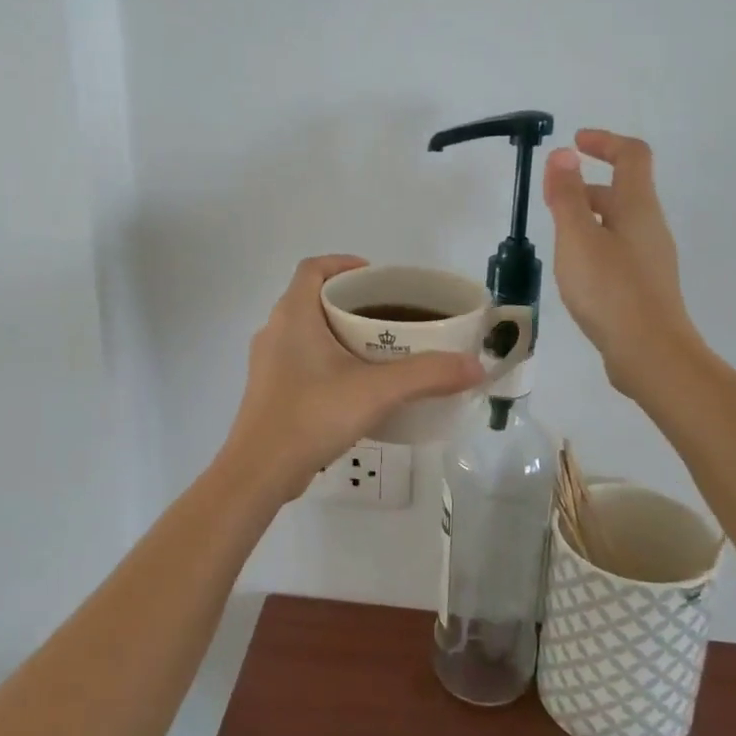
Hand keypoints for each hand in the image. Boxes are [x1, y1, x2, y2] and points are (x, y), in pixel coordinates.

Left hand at [221, 256, 485, 502]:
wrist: (259, 472)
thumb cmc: (312, 416)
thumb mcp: (376, 392)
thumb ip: (427, 375)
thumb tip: (475, 366)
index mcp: (293, 315)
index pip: (313, 268)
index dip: (343, 263)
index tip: (377, 277)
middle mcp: (275, 331)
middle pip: (313, 298)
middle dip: (351, 301)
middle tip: (390, 314)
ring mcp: (268, 363)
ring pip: (307, 331)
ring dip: (339, 332)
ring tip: (380, 348)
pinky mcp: (270, 391)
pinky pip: (302, 359)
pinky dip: (328, 360)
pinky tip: (355, 385)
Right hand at [542, 129, 702, 395]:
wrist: (650, 354)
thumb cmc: (610, 290)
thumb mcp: (578, 238)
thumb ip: (568, 196)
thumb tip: (564, 154)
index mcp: (638, 207)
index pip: (631, 155)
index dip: (605, 142)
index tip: (575, 143)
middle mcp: (650, 227)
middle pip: (623, 191)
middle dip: (587, 186)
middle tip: (552, 199)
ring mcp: (651, 259)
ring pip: (618, 224)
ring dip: (588, 219)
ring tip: (556, 240)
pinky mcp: (645, 287)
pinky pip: (618, 251)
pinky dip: (594, 246)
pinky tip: (575, 274)